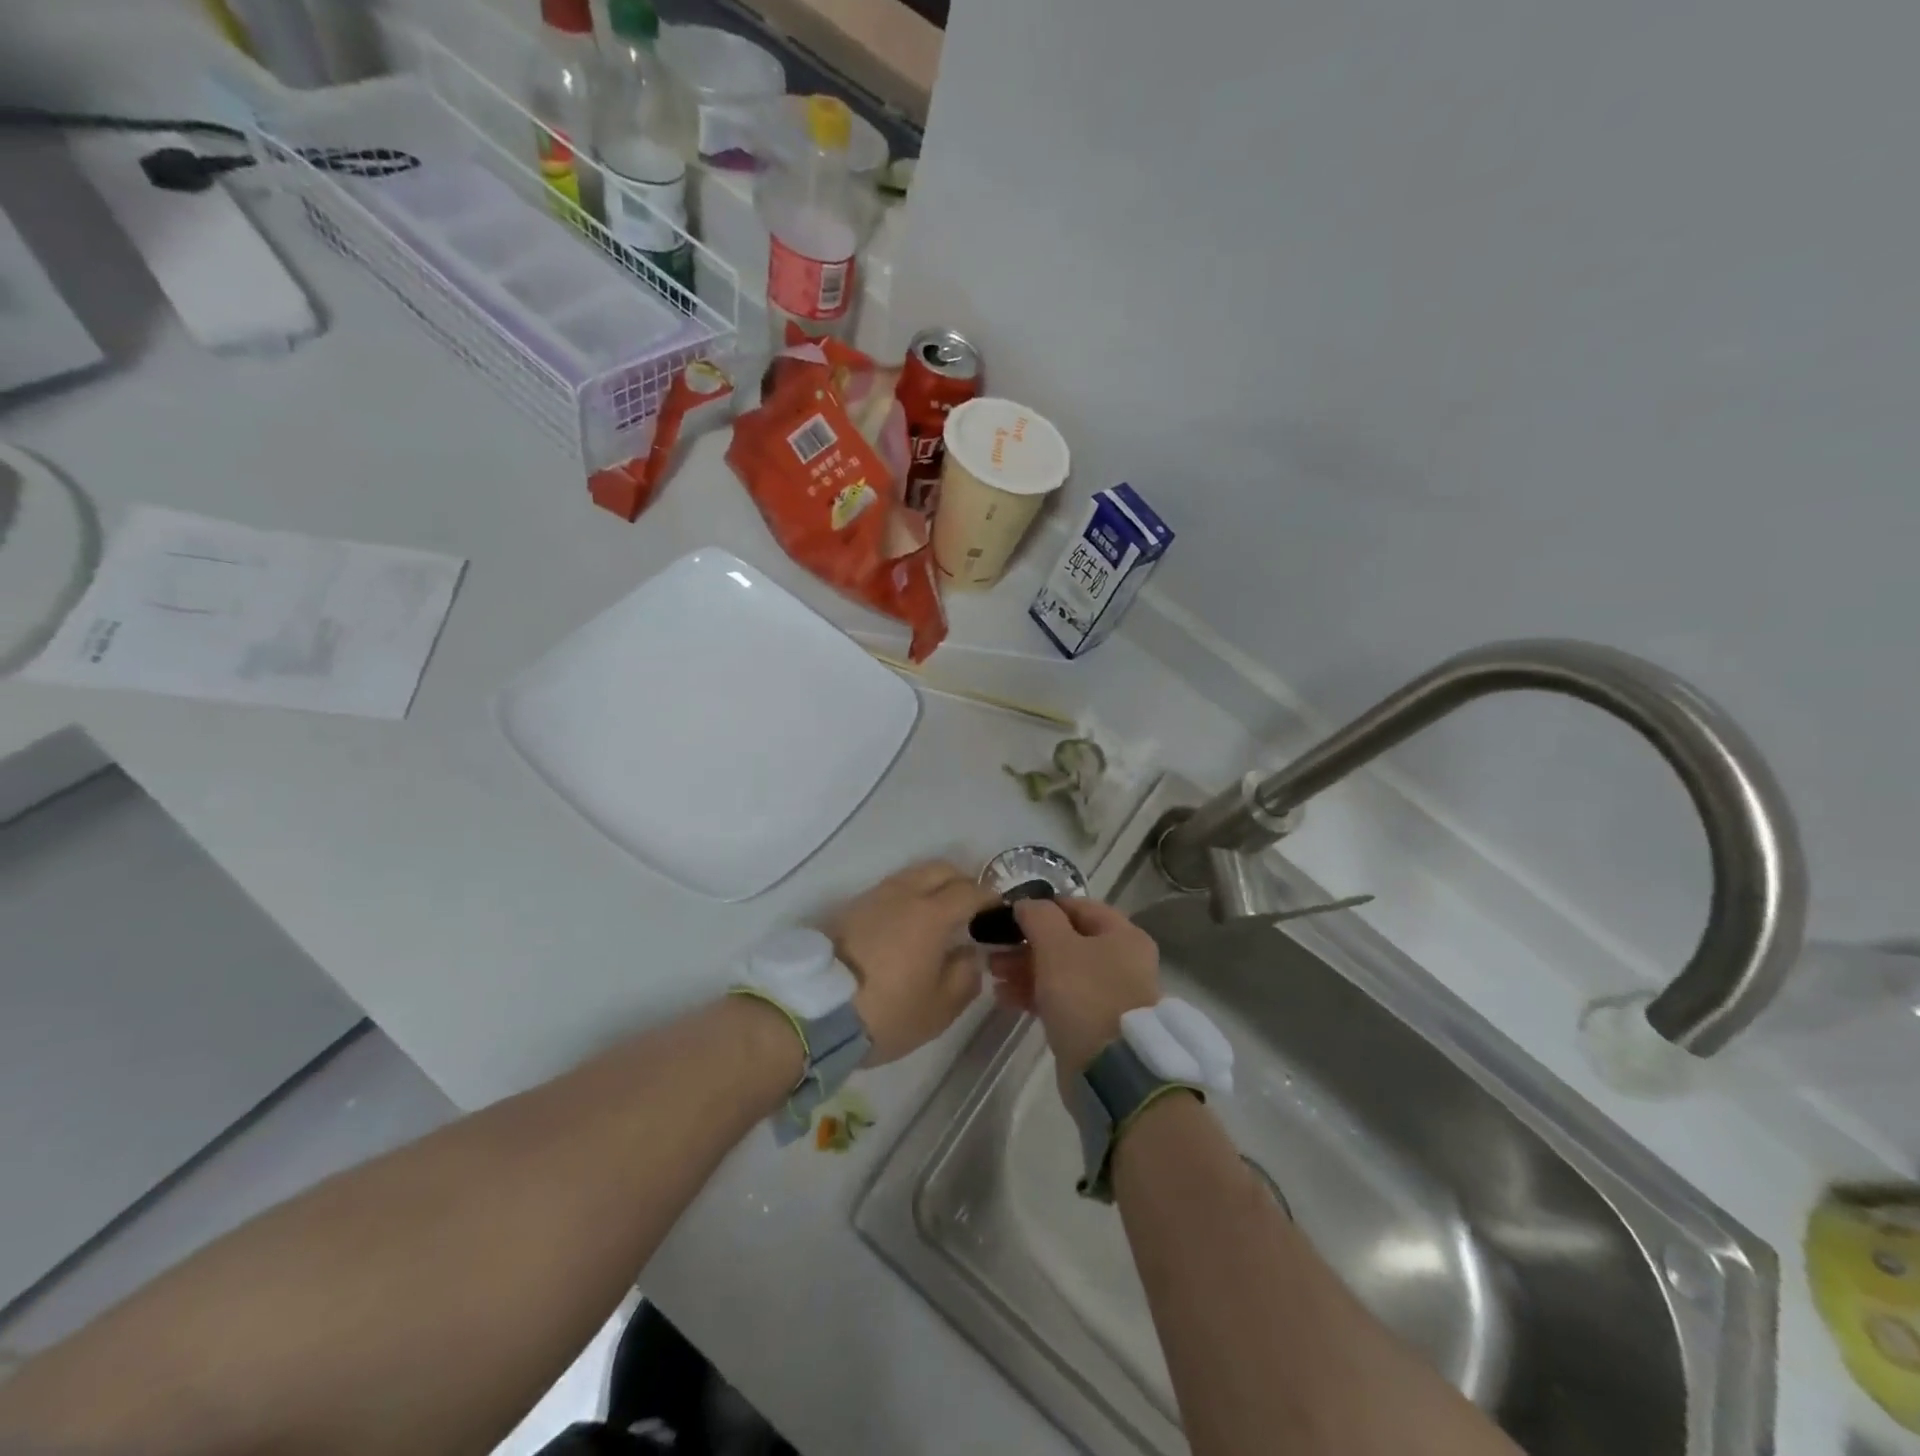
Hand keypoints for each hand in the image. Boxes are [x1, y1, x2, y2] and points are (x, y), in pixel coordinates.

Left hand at [827, 861, 1000, 1065]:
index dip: (989, 897)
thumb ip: (964, 978)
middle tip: (970, 907)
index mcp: (931, 915)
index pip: (970, 890)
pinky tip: (905, 925)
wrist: (812, 1011)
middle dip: (961, 881)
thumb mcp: (937, 1010)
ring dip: (931, 886)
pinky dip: (906, 897)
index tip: (998, 909)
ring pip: (911, 875)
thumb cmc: (885, 1012)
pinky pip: (889, 890)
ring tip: (937, 915)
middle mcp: (903, 895)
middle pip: (940, 869)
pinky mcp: (849, 908)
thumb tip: (970, 955)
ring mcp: (873, 897)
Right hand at [1000, 898, 1161, 1078]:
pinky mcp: (1093, 1024)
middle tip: (994, 949)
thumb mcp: (1057, 946)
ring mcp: (1108, 994)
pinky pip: (1059, 999)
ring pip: (1060, 970)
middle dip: (1027, 942)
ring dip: (1025, 968)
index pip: (1077, 906)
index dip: (1042, 907)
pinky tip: (1005, 997)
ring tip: (993, 973)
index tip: (1009, 915)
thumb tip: (1025, 904)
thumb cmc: (1087, 996)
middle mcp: (1120, 960)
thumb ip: (1039, 917)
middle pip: (1066, 940)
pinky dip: (1033, 993)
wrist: (1112, 1072)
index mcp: (1122, 935)